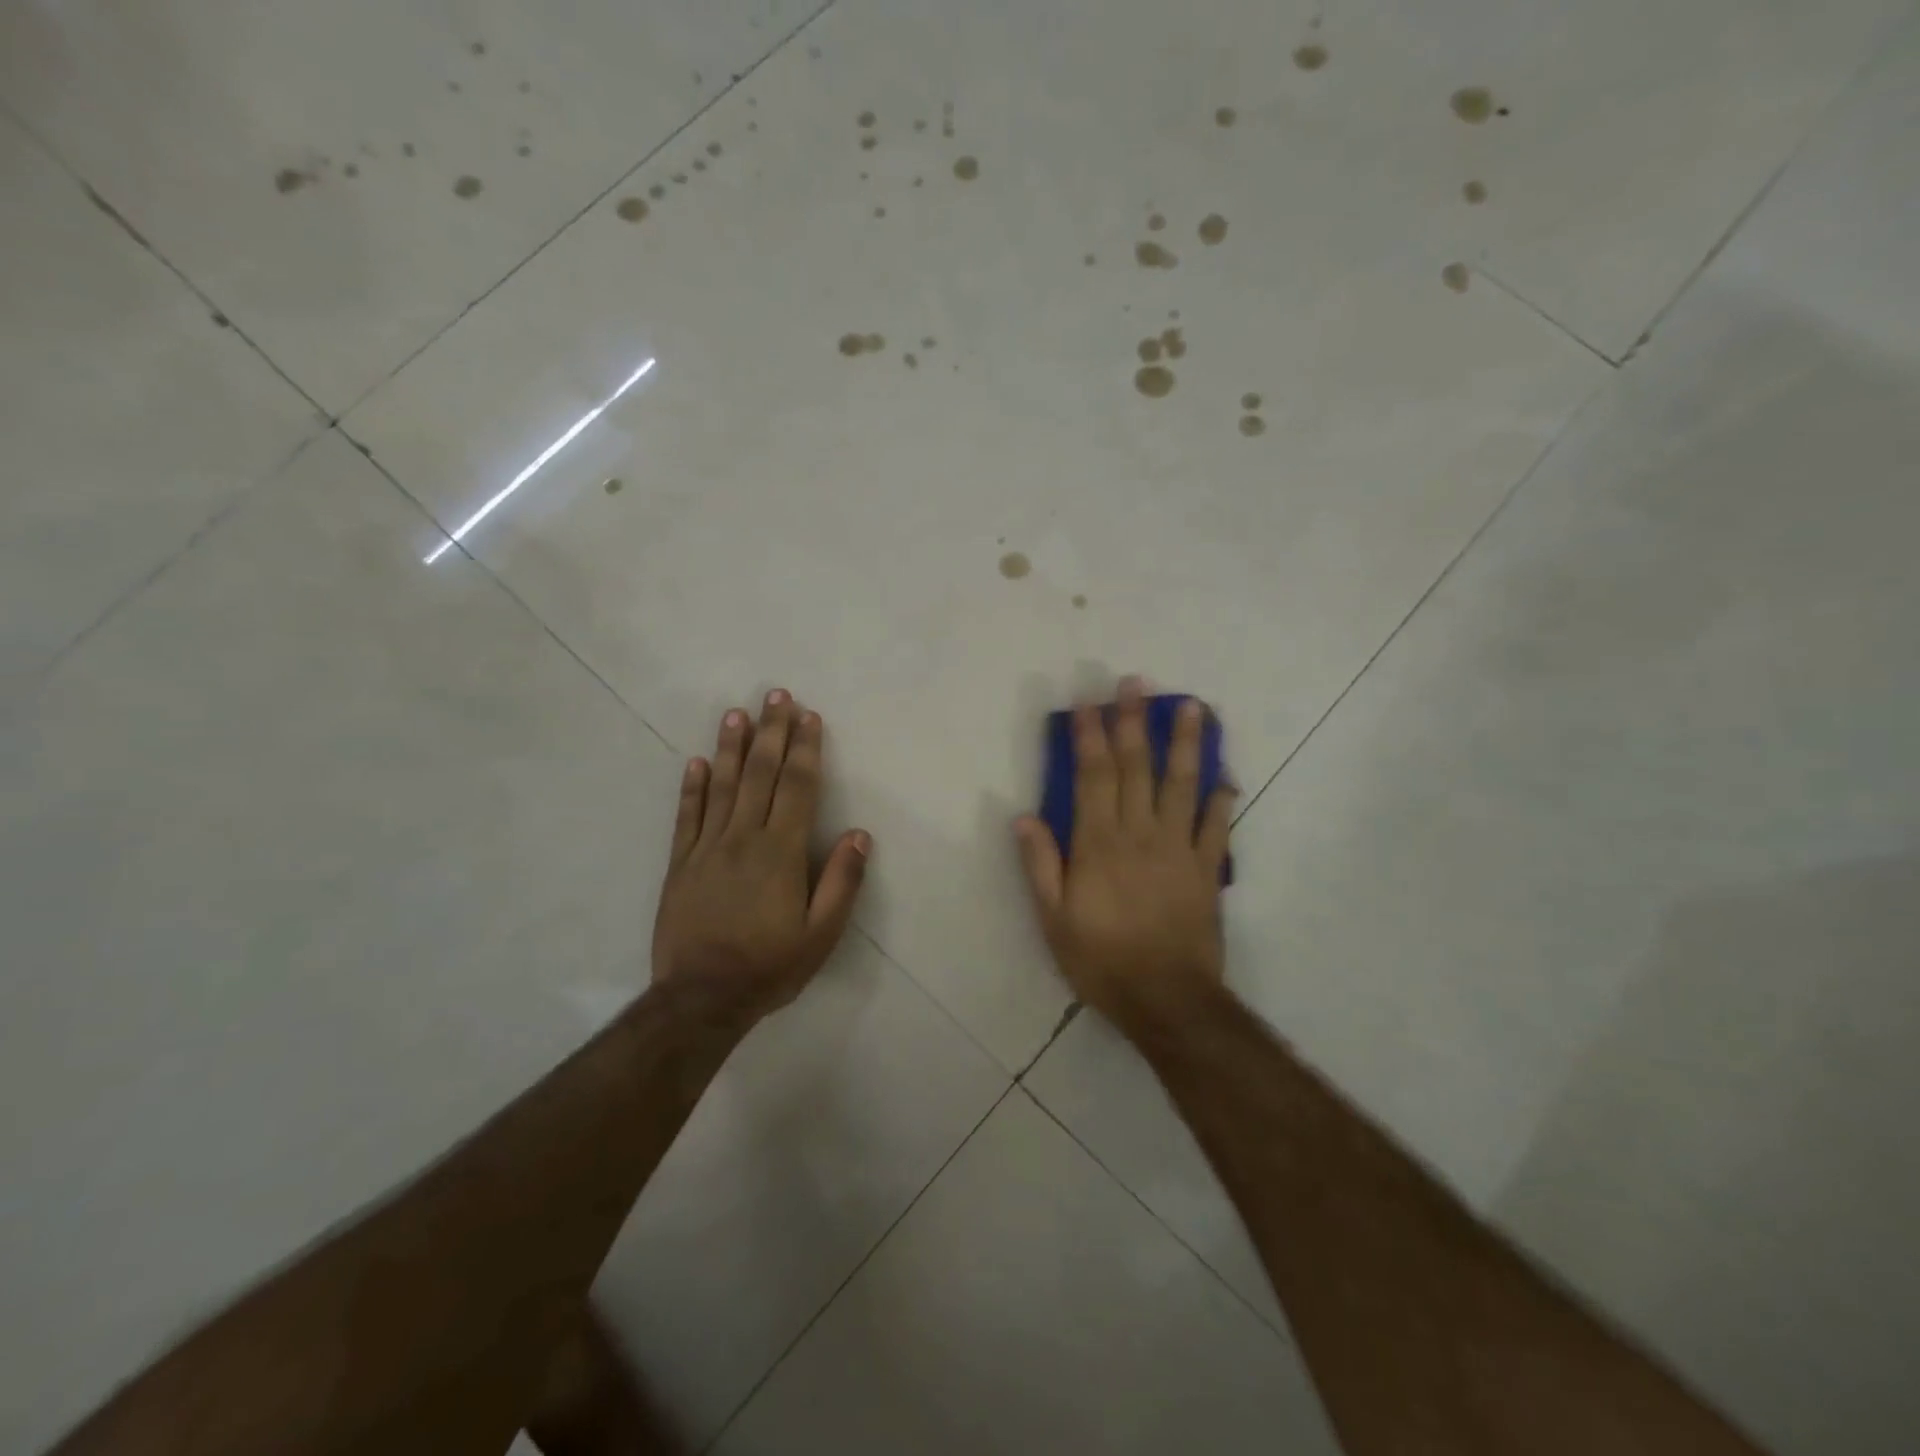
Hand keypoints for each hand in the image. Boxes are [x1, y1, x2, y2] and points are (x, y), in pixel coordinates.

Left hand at [652, 690, 870, 1021]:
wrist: (701, 998)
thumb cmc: (770, 965)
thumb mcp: (821, 934)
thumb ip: (842, 881)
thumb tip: (859, 834)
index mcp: (781, 852)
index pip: (797, 787)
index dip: (805, 749)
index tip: (809, 716)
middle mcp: (743, 838)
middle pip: (760, 774)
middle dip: (771, 732)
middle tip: (776, 695)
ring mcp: (707, 848)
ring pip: (722, 786)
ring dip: (731, 746)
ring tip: (737, 713)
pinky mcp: (680, 864)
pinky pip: (687, 816)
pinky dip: (692, 786)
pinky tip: (697, 761)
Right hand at [1013, 677, 1233, 1029]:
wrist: (1167, 999)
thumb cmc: (1102, 960)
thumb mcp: (1054, 919)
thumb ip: (1040, 864)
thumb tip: (1023, 816)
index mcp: (1099, 843)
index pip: (1093, 776)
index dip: (1089, 736)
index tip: (1087, 703)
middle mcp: (1139, 833)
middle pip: (1136, 767)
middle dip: (1133, 721)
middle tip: (1135, 682)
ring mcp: (1178, 848)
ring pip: (1182, 784)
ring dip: (1186, 743)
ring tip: (1191, 706)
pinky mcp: (1206, 868)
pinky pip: (1216, 825)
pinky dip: (1222, 797)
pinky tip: (1226, 774)